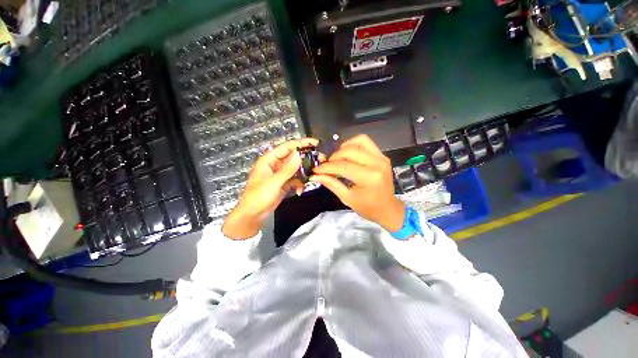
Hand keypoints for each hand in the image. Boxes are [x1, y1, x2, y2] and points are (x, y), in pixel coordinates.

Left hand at [222, 138, 318, 239]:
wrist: (253, 215)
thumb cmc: (259, 196)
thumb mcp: (274, 182)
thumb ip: (287, 169)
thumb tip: (299, 154)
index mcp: (269, 160)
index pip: (287, 147)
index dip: (301, 143)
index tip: (315, 142)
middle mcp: (275, 165)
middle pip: (293, 157)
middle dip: (306, 159)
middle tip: (320, 159)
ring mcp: (280, 175)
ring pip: (295, 169)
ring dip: (304, 173)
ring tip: (313, 175)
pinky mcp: (284, 184)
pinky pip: (294, 180)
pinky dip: (298, 184)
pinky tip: (299, 191)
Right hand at [310, 135, 404, 231]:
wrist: (388, 208)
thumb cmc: (368, 208)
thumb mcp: (347, 198)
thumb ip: (332, 184)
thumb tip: (316, 175)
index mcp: (369, 178)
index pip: (342, 166)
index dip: (326, 167)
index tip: (316, 170)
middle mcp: (377, 163)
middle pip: (349, 151)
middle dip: (334, 157)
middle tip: (327, 166)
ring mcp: (381, 157)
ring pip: (358, 141)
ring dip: (344, 148)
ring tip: (338, 159)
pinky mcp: (382, 155)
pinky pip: (366, 142)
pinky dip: (354, 144)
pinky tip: (348, 154)